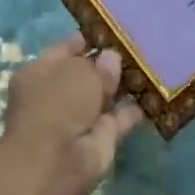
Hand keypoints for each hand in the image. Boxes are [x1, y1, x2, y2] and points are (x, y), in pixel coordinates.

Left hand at [0, 35, 141, 194]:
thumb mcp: (79, 72)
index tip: (116, 32)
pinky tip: (154, 95)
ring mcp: (78, 118)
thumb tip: (112, 59)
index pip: (66, 48)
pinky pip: (119, 118)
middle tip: (139, 48)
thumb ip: (100, 65)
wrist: (56, 162)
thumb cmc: (58, 103)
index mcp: (39, 72)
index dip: (90, 40)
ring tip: (150, 67)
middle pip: (87, 73)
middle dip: (109, 64)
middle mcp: (56, 94)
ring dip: (123, 87)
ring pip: (104, 96)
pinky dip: (134, 110)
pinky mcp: (98, 139)